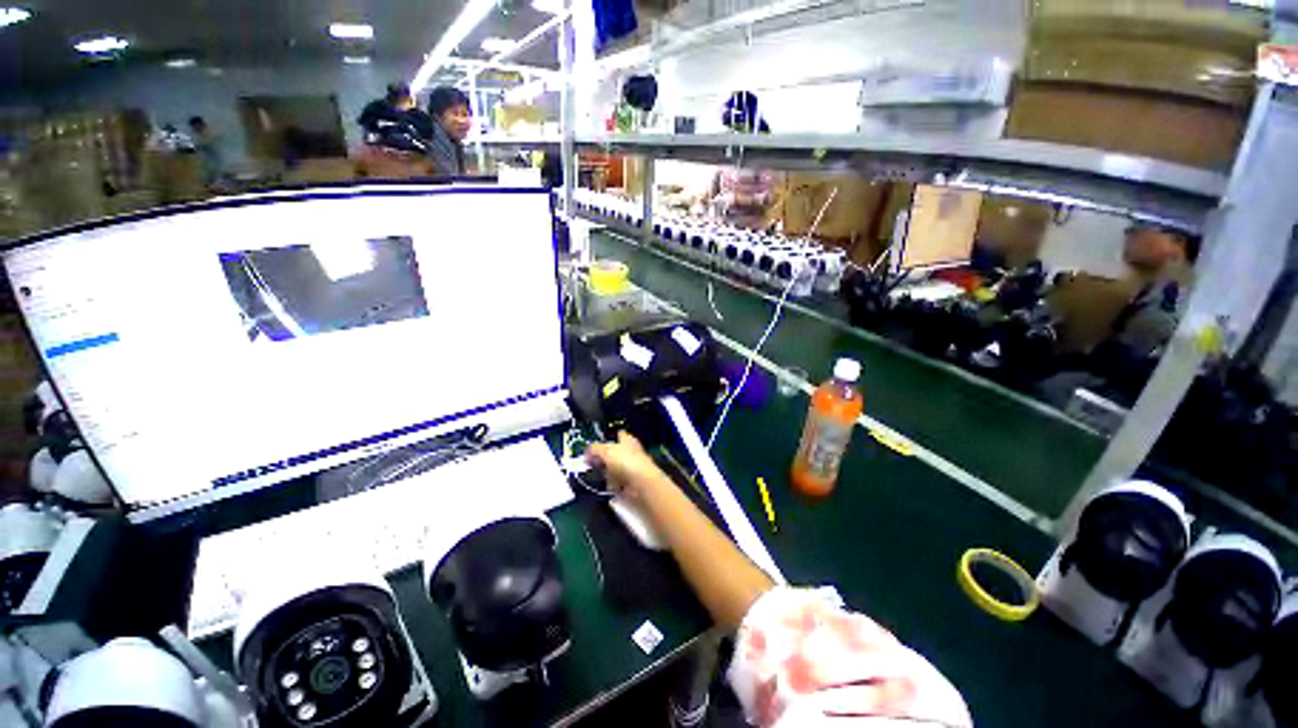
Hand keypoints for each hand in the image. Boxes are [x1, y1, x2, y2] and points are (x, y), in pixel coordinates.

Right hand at [585, 431, 666, 500]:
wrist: (641, 485)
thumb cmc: (626, 462)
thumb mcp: (605, 450)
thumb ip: (594, 449)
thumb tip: (587, 452)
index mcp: (628, 439)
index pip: (617, 435)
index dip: (607, 439)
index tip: (596, 445)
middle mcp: (632, 452)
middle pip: (614, 453)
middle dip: (603, 459)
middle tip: (593, 462)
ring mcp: (632, 468)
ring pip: (614, 469)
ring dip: (607, 474)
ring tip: (602, 476)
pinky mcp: (631, 483)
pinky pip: (617, 483)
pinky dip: (612, 485)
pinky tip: (610, 486)